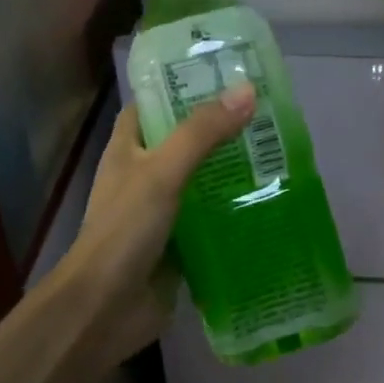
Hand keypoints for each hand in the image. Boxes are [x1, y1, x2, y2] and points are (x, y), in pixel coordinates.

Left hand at [59, 85, 256, 368]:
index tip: (225, 73)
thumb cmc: (124, 232)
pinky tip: (271, 204)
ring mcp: (163, 213)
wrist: (105, 310)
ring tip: (278, 154)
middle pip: (185, 142)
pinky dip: (235, 212)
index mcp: (128, 149)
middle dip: (221, 130)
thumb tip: (248, 91)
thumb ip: (202, 133)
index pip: (154, 103)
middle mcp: (144, 176)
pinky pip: (212, 221)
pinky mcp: (180, 246)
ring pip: (202, 182)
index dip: (182, 85)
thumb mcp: (162, 172)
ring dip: (233, 171)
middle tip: (268, 114)